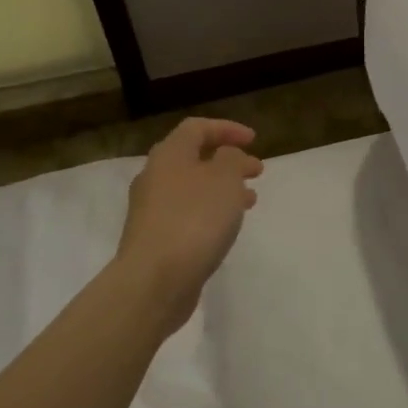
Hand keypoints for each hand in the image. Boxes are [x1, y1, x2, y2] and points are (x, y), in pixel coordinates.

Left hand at [114, 118, 263, 336]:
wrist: (155, 280)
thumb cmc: (194, 219)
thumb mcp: (225, 178)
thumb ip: (232, 159)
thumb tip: (226, 157)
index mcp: (170, 155)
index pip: (197, 128)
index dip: (227, 128)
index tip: (254, 140)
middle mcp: (155, 177)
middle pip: (193, 158)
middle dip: (227, 161)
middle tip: (256, 170)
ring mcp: (152, 210)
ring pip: (192, 188)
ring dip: (222, 188)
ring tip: (249, 200)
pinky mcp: (155, 238)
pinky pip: (187, 213)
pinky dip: (211, 211)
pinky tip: (227, 226)